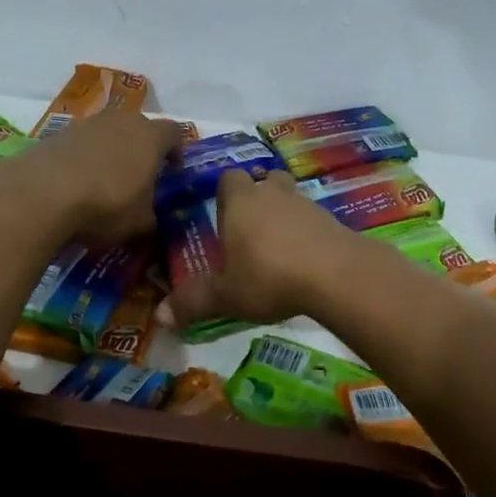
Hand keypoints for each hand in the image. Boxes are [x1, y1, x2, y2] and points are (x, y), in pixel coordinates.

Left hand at [9, 110, 184, 243]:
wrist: (40, 194)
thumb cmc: (106, 205)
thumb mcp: (140, 223)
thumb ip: (153, 218)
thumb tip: (153, 221)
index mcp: (151, 136)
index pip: (175, 133)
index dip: (177, 153)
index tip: (172, 173)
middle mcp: (122, 120)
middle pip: (140, 128)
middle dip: (142, 149)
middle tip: (140, 178)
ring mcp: (87, 123)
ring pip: (108, 133)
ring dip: (111, 152)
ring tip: (105, 182)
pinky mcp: (56, 134)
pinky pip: (80, 144)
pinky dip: (83, 159)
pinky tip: (76, 185)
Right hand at [166, 169, 357, 324]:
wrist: (336, 274)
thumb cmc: (270, 277)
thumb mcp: (226, 296)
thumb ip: (194, 302)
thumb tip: (159, 317)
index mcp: (241, 202)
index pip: (228, 179)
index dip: (224, 193)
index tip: (222, 216)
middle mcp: (272, 194)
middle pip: (264, 180)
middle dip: (257, 197)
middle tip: (250, 229)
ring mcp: (306, 204)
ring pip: (291, 197)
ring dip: (284, 214)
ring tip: (279, 247)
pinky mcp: (332, 221)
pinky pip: (313, 219)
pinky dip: (307, 232)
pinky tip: (305, 259)